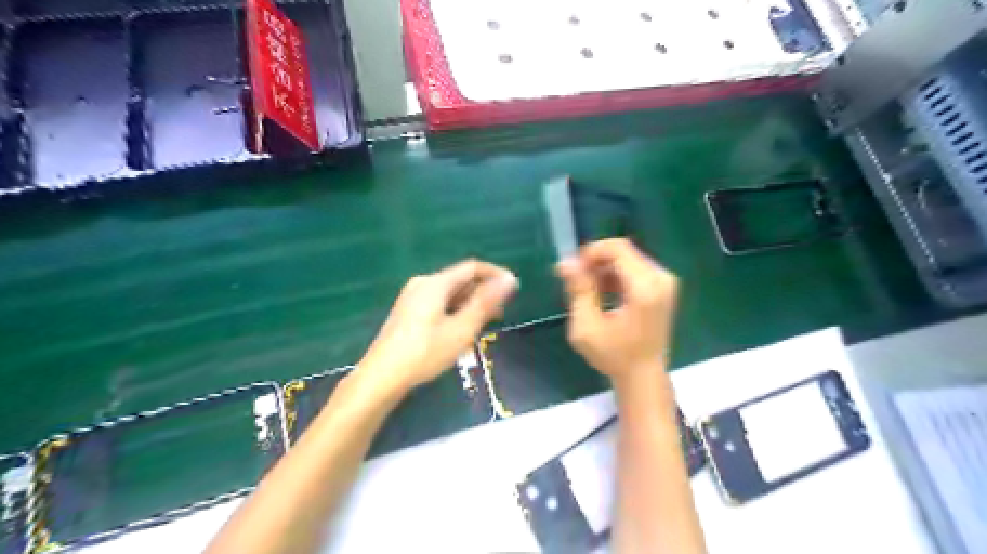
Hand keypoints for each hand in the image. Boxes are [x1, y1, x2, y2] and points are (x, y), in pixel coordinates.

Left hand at [359, 260, 519, 395]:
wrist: (382, 376)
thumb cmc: (425, 352)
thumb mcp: (461, 329)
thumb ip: (486, 303)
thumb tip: (509, 280)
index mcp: (435, 283)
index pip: (472, 268)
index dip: (495, 274)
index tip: (514, 287)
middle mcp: (423, 284)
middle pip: (460, 279)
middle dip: (483, 291)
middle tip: (503, 309)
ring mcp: (412, 298)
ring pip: (450, 293)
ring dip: (470, 302)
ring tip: (488, 321)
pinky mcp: (408, 312)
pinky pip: (439, 303)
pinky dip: (456, 310)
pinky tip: (463, 327)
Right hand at [554, 239, 679, 384]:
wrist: (643, 375)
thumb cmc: (614, 355)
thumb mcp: (587, 326)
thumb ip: (578, 290)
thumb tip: (565, 261)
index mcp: (645, 288)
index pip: (618, 248)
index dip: (591, 252)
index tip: (573, 270)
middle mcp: (661, 279)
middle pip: (623, 251)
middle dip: (596, 261)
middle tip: (577, 281)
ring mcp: (665, 282)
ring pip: (628, 258)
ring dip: (604, 268)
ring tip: (588, 291)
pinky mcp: (663, 287)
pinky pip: (635, 268)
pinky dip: (616, 275)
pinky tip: (603, 293)